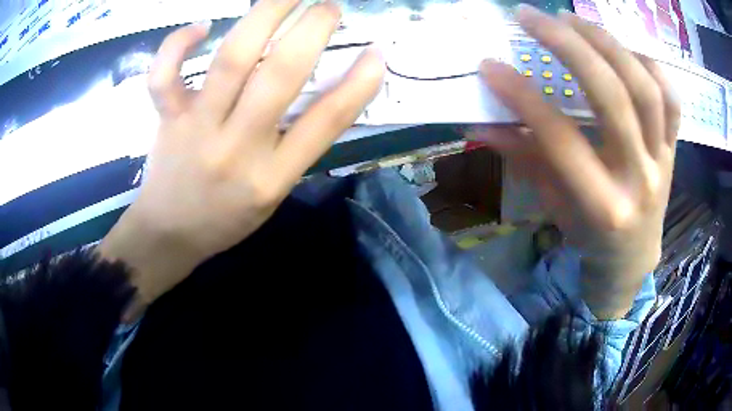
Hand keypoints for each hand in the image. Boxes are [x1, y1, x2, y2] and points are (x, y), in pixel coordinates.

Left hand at [99, 0, 384, 318]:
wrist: (170, 235)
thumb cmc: (225, 218)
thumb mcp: (273, 195)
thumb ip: (297, 148)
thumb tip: (326, 93)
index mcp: (272, 177)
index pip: (326, 122)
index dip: (358, 83)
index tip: (376, 52)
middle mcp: (237, 148)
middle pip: (280, 75)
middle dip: (313, 29)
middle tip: (329, 6)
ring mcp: (197, 129)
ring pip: (232, 60)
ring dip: (265, 15)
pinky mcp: (167, 119)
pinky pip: (165, 76)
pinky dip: (178, 45)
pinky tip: (201, 28)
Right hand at [474, 6, 678, 318]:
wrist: (633, 256)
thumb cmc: (590, 236)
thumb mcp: (555, 206)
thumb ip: (525, 159)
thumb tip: (481, 123)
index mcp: (603, 206)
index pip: (561, 140)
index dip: (523, 98)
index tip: (489, 65)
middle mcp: (639, 180)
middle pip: (612, 99)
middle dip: (570, 47)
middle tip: (533, 15)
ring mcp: (663, 161)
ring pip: (646, 90)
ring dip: (608, 44)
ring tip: (574, 19)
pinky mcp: (674, 149)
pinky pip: (671, 100)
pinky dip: (650, 65)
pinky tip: (623, 48)